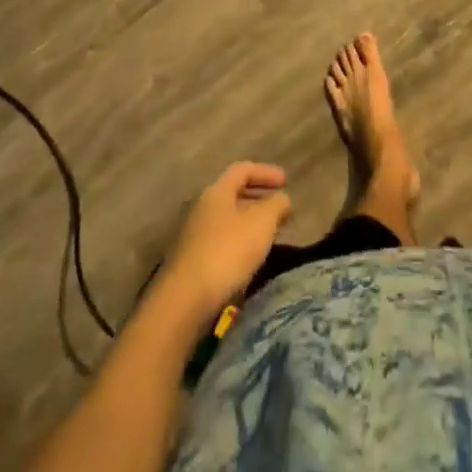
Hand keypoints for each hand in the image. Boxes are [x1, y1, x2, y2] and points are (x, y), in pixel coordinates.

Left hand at [154, 162, 291, 326]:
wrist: (185, 301)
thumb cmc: (227, 251)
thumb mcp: (261, 222)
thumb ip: (277, 205)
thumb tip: (283, 198)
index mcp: (217, 192)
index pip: (243, 169)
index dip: (266, 172)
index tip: (286, 181)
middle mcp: (203, 208)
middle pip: (234, 194)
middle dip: (259, 198)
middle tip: (280, 208)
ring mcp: (195, 236)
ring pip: (228, 220)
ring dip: (250, 223)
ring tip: (270, 235)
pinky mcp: (192, 262)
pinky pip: (222, 242)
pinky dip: (240, 243)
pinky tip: (250, 259)